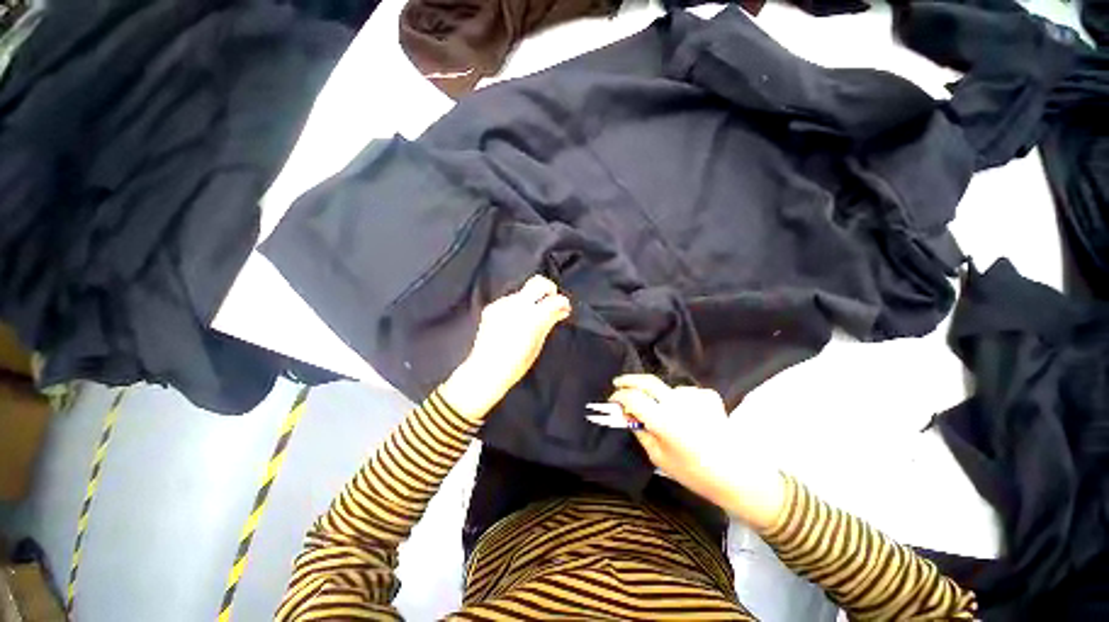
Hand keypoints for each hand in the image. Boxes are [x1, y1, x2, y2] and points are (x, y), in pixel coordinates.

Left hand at [440, 276, 570, 421]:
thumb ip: (549, 322)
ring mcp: (502, 304)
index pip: (554, 300)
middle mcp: (516, 305)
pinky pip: (510, 301)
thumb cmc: (516, 364)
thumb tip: (562, 310)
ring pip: (523, 293)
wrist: (485, 370)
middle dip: (549, 289)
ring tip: (532, 318)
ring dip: (532, 300)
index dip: (563, 303)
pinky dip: (517, 307)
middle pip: (538, 282)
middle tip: (552, 302)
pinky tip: (515, 322)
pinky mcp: (491, 307)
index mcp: (532, 317)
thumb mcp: (537, 344)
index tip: (565, 309)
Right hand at [608, 374, 785, 529]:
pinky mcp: (708, 396)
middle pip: (647, 381)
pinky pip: (684, 393)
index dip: (619, 396)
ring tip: (662, 412)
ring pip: (666, 389)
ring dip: (658, 396)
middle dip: (629, 381)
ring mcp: (695, 397)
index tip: (613, 400)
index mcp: (664, 421)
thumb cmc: (695, 474)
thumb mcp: (659, 458)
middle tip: (618, 383)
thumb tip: (627, 414)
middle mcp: (678, 404)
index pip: (632, 398)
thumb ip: (640, 432)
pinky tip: (686, 414)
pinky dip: (679, 400)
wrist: (739, 476)